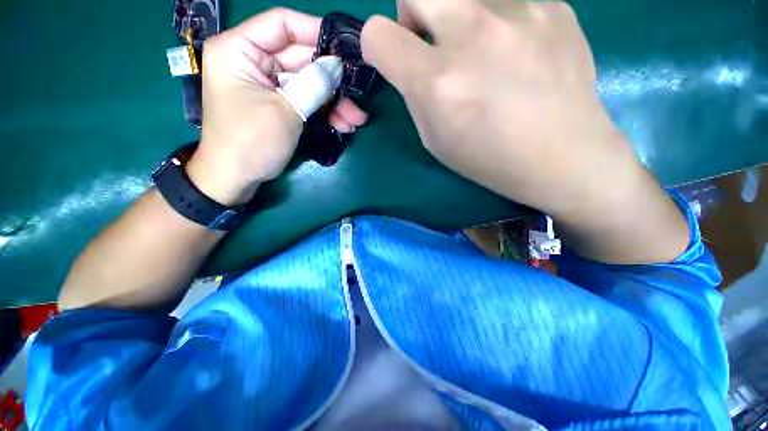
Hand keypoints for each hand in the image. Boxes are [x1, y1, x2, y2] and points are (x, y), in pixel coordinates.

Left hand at [187, 8, 367, 204]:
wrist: (236, 178)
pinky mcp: (278, 104)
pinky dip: (324, 112)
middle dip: (332, 80)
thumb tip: (337, 65)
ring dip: (334, 101)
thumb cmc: (251, 142)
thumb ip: (313, 85)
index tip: (346, 46)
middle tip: (358, 94)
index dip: (316, 31)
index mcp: (239, 49)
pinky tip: (343, 125)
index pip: (282, 24)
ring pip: (308, 83)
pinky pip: (305, 100)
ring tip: (356, 120)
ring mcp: (267, 84)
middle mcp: (253, 61)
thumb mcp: (285, 111)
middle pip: (301, 59)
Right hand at [361, 0, 688, 262]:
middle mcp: (472, 34)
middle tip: (433, 43)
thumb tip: (412, 63)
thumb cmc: (488, 158)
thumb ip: (415, 96)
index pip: (378, 35)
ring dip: (457, 14)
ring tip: (480, 47)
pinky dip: (497, 18)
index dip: (378, 46)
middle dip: (412, 14)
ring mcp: (518, 10)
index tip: (394, 58)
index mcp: (437, 82)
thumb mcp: (435, 140)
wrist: (562, 156)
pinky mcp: (554, 3)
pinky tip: (515, 50)